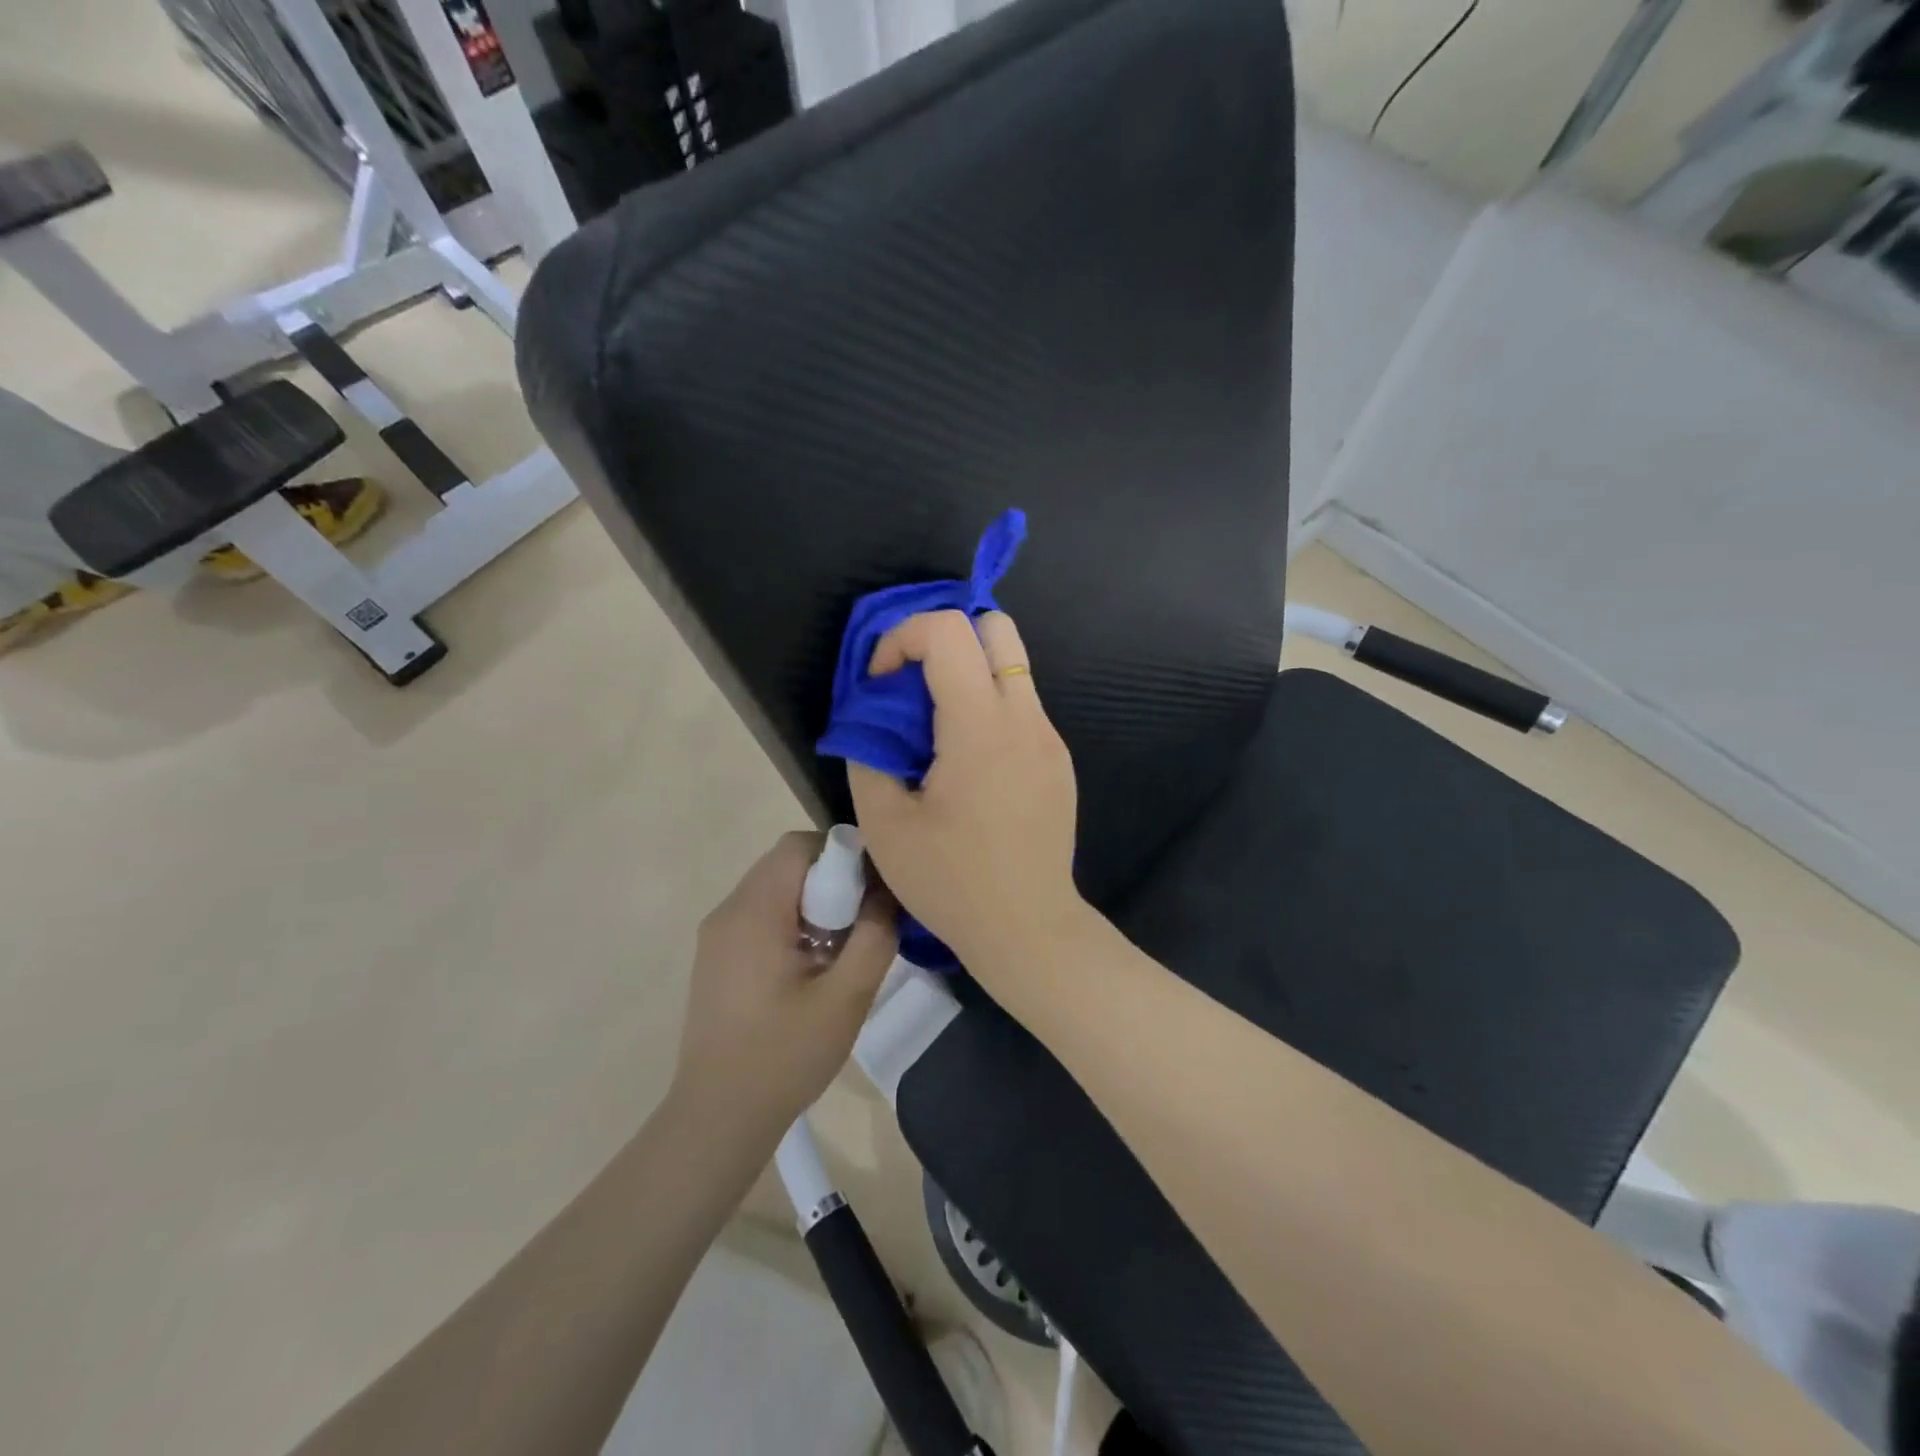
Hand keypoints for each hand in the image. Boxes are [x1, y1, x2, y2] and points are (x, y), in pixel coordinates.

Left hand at [672, 832, 896, 1138]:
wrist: (718, 1117)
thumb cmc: (784, 1056)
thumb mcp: (846, 997)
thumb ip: (875, 935)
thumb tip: (887, 893)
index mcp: (754, 911)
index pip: (799, 846)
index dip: (843, 855)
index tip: (872, 891)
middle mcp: (729, 910)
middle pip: (787, 864)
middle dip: (832, 882)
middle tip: (860, 924)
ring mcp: (717, 934)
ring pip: (775, 890)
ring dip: (814, 904)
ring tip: (839, 949)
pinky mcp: (717, 957)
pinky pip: (761, 916)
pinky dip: (792, 923)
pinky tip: (810, 969)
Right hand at [847, 611, 1081, 972]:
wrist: (1029, 928)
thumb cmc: (952, 881)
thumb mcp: (885, 825)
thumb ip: (868, 756)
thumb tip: (870, 725)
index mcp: (980, 726)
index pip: (948, 631)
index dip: (902, 638)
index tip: (882, 685)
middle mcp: (1025, 717)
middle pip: (996, 626)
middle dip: (945, 637)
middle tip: (913, 684)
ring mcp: (1050, 737)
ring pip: (1013, 665)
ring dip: (968, 673)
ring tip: (937, 728)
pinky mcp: (1059, 760)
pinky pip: (1023, 707)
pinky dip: (989, 707)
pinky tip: (970, 765)